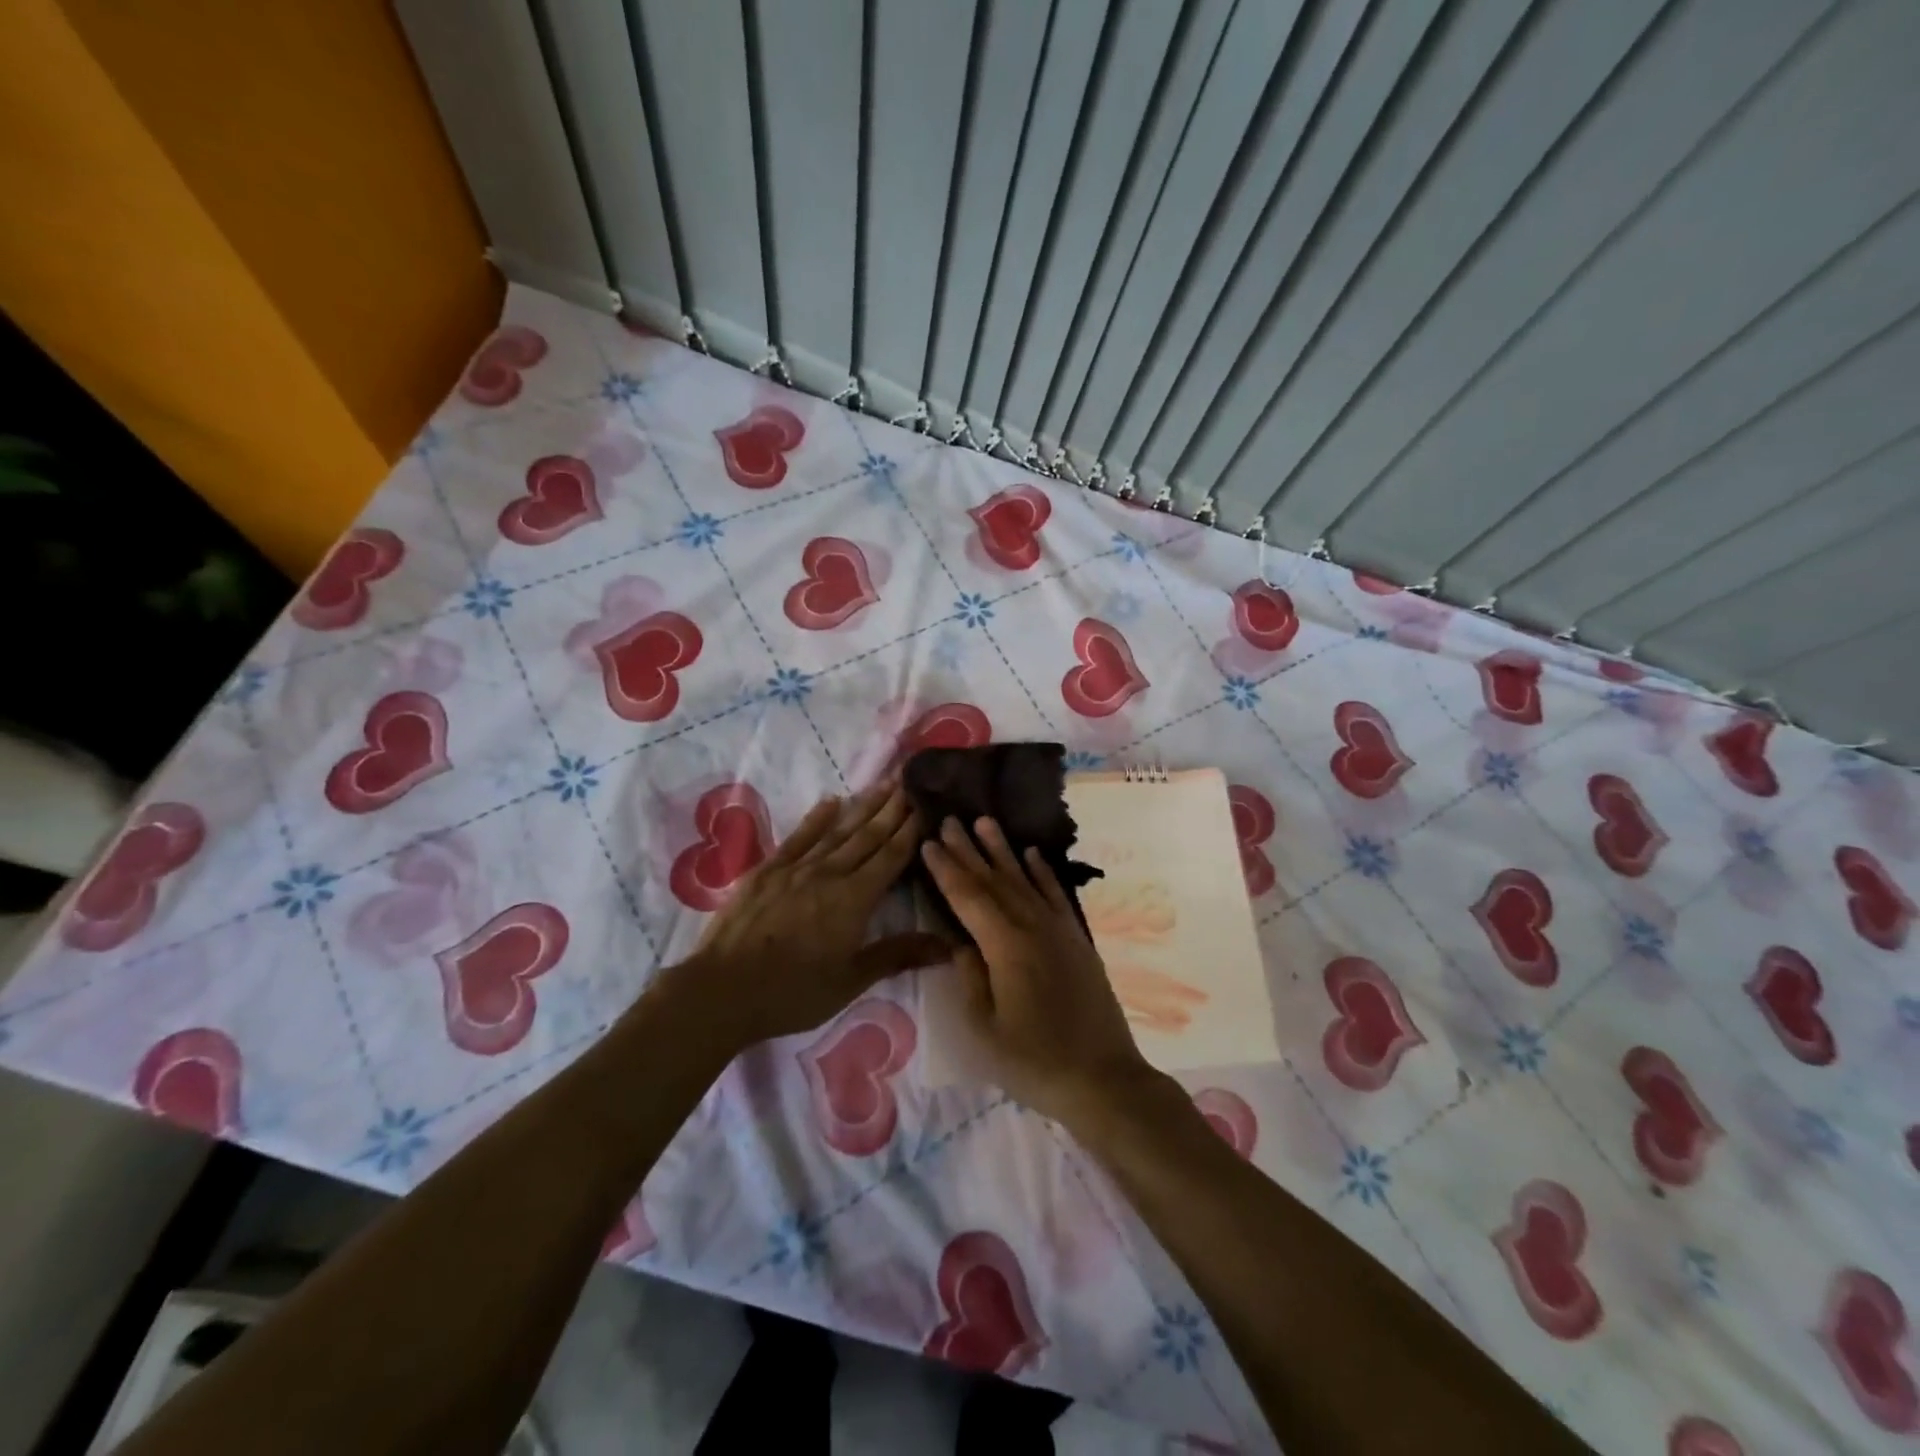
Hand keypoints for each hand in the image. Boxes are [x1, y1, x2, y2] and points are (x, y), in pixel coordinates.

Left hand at [684, 784, 946, 1047]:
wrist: (722, 990)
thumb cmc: (793, 993)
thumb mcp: (851, 981)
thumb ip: (897, 955)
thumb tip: (948, 945)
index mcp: (855, 899)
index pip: (891, 857)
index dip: (911, 830)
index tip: (926, 804)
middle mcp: (830, 874)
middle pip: (868, 836)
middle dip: (892, 809)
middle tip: (910, 782)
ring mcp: (796, 868)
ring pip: (838, 831)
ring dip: (863, 807)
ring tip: (883, 785)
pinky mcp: (767, 870)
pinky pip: (798, 837)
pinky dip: (816, 818)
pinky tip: (830, 802)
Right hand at [921, 816, 1155, 1127]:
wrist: (1103, 1079)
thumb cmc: (1034, 1062)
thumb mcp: (985, 1029)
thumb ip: (970, 978)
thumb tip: (960, 941)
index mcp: (1005, 946)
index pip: (968, 897)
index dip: (946, 869)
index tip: (929, 842)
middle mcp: (1032, 926)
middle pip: (994, 880)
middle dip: (969, 849)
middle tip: (949, 819)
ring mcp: (1059, 930)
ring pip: (1024, 879)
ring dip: (1003, 850)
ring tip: (985, 822)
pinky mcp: (1077, 939)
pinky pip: (1055, 895)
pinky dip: (1042, 872)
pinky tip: (1032, 854)